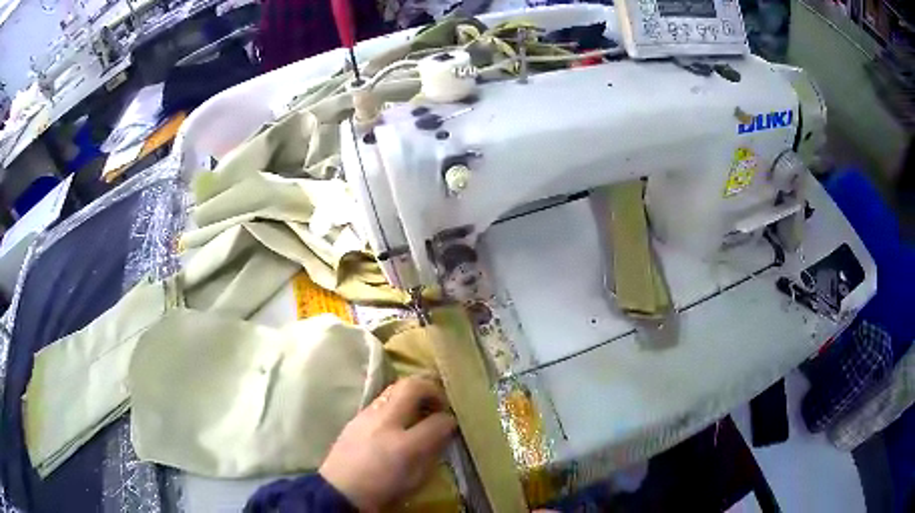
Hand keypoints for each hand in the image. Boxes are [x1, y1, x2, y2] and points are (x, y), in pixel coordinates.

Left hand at [320, 376, 456, 510]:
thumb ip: (432, 452)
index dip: (450, 420)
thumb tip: (444, 432)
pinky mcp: (355, 417)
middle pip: (411, 387)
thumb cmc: (382, 490)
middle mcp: (384, 422)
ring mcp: (366, 415)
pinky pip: (380, 400)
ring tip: (419, 409)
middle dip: (431, 389)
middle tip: (439, 402)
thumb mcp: (416, 480)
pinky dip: (395, 403)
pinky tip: (397, 419)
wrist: (339, 491)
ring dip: (411, 394)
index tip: (452, 422)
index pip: (437, 421)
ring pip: (394, 389)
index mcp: (404, 445)